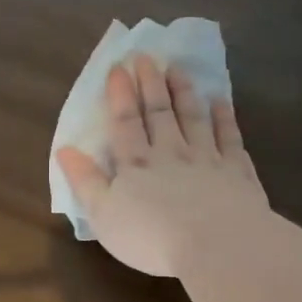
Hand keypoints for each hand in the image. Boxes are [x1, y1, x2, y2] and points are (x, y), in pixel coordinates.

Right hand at [56, 55, 268, 277]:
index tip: (119, 67)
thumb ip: (85, 181)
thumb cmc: (151, 237)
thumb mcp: (104, 215)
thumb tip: (65, 149)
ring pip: (193, 117)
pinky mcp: (236, 171)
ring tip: (178, 69)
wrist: (216, 245)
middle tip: (147, 57)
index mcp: (136, 164)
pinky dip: (224, 118)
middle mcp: (171, 153)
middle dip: (151, 84)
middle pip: (159, 112)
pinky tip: (221, 102)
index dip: (120, 95)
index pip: (125, 122)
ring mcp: (207, 158)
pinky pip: (229, 137)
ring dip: (184, 92)